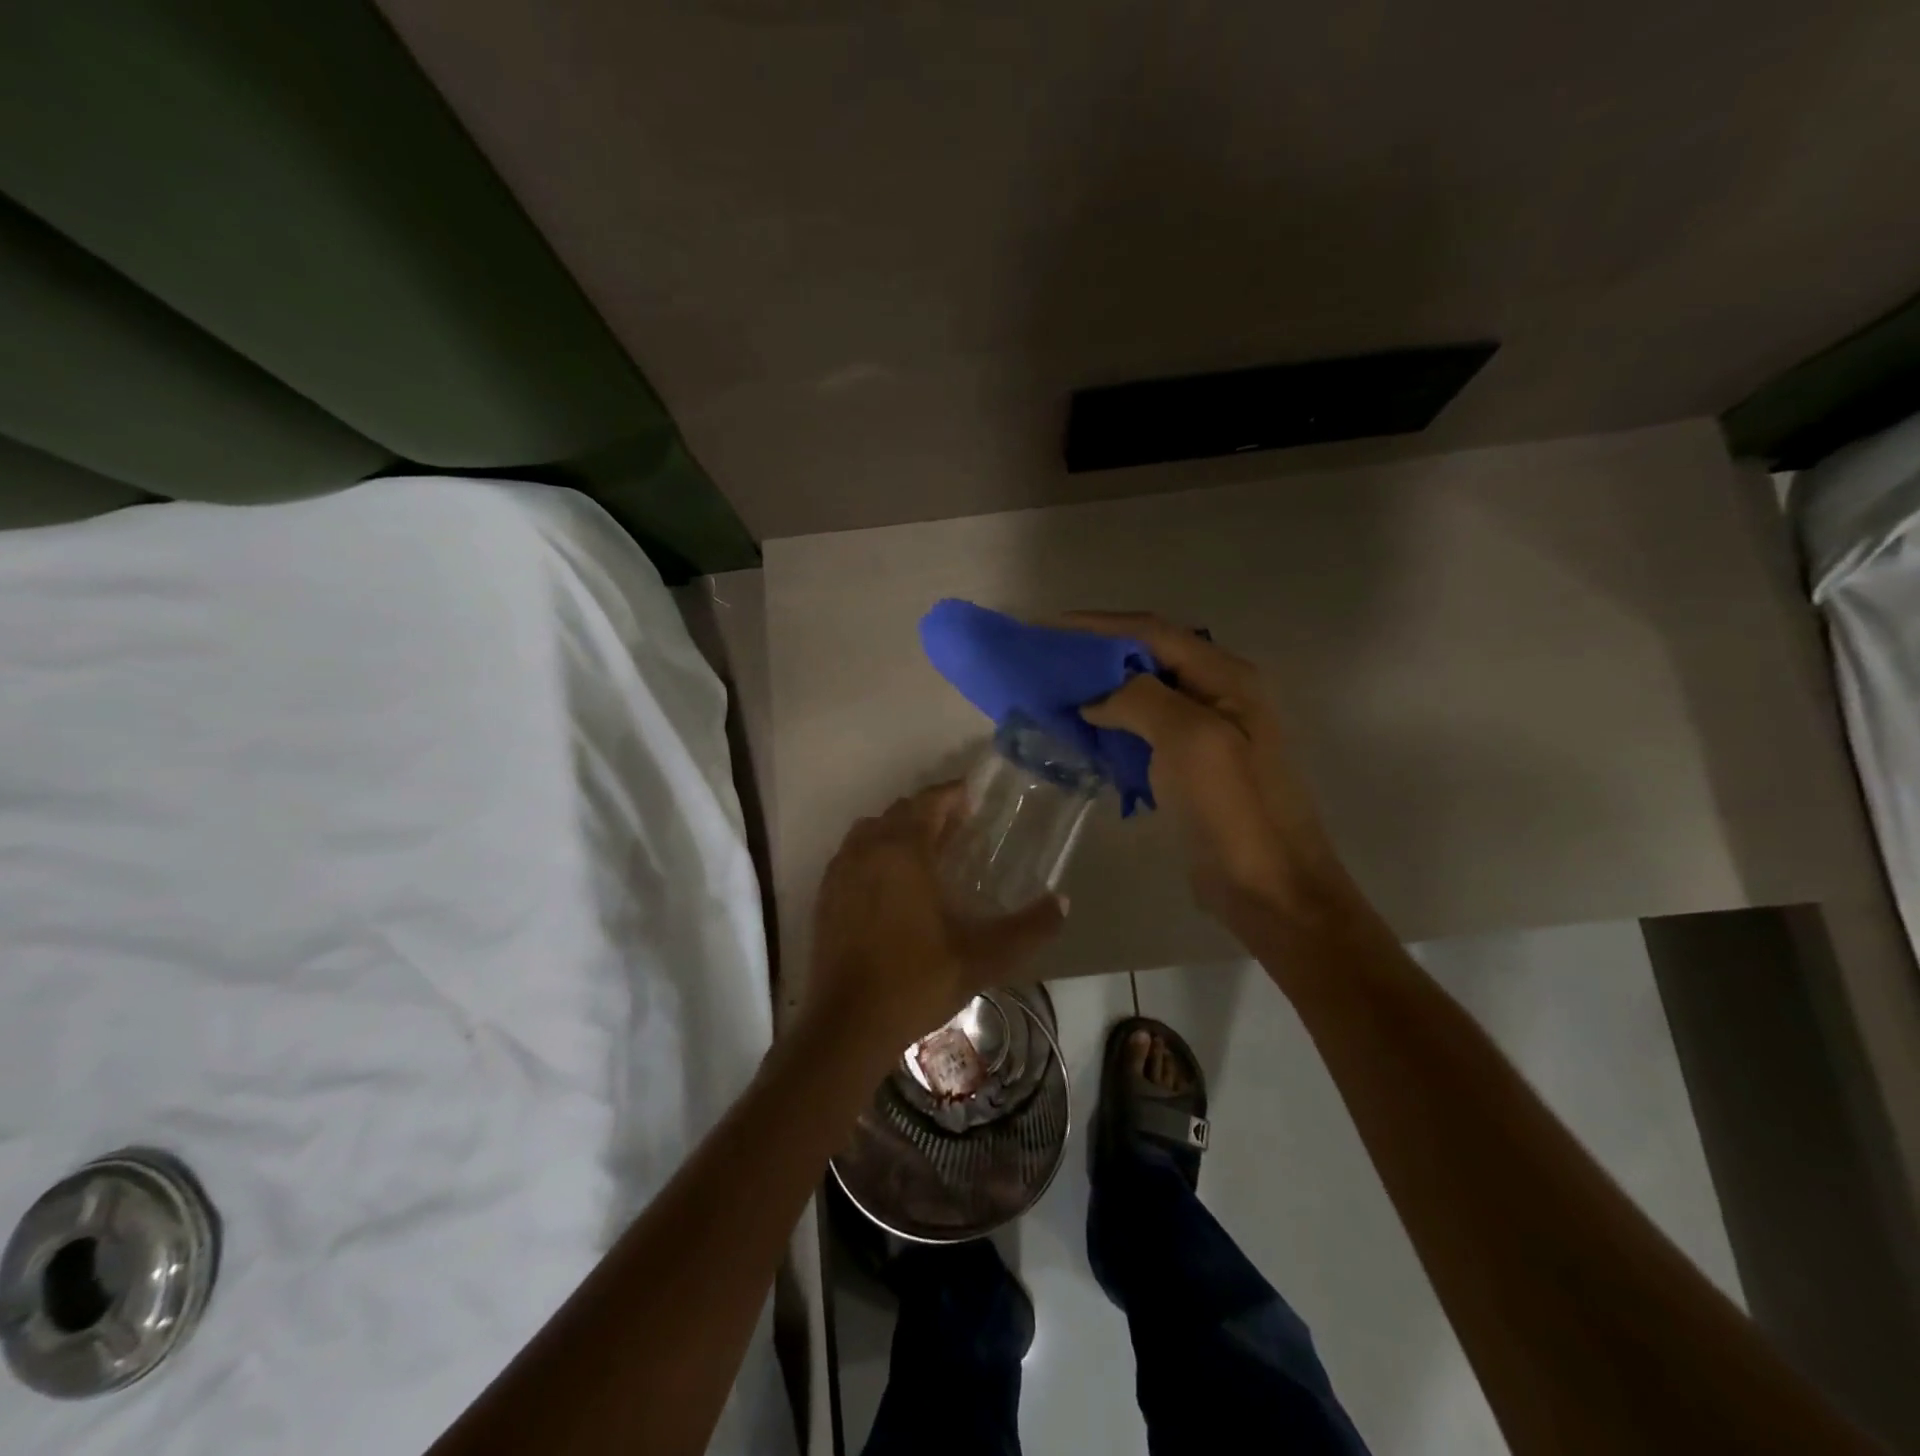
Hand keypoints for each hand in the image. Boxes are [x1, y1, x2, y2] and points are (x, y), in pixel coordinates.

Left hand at [807, 783, 1065, 1058]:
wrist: (848, 1024)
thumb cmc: (917, 981)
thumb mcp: (983, 957)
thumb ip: (1028, 928)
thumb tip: (1062, 902)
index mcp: (904, 851)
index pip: (929, 802)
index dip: (952, 794)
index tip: (973, 797)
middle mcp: (868, 849)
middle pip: (900, 811)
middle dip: (929, 811)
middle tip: (959, 826)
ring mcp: (840, 871)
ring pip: (871, 830)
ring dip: (899, 829)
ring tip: (926, 850)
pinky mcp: (825, 895)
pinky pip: (852, 854)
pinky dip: (874, 852)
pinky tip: (891, 882)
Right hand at [1068, 611, 1347, 925]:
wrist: (1270, 890)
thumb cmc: (1234, 811)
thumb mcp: (1191, 741)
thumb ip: (1141, 700)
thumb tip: (1095, 698)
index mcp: (1226, 678)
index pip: (1154, 632)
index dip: (1099, 626)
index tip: (1047, 628)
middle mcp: (1218, 695)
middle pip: (1147, 659)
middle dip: (1095, 656)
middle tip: (1045, 662)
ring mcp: (1206, 733)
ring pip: (1142, 696)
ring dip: (1100, 693)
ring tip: (1053, 695)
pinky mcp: (1190, 767)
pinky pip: (1143, 733)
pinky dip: (1110, 728)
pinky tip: (1080, 735)